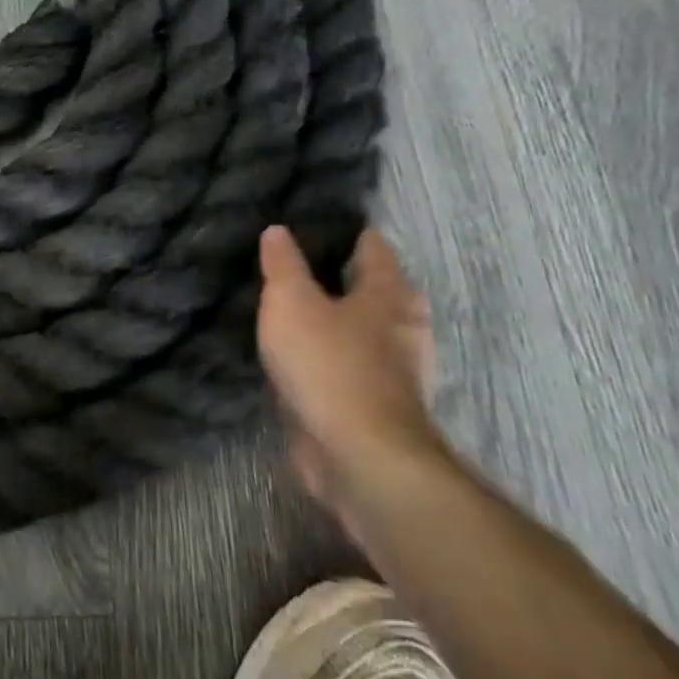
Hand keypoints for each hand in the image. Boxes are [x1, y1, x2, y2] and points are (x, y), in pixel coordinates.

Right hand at [255, 224, 448, 536]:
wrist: (359, 456)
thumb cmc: (328, 364)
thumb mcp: (291, 302)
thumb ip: (283, 265)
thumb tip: (278, 230)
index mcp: (387, 296)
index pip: (375, 250)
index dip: (353, 234)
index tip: (324, 223)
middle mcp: (400, 330)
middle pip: (380, 292)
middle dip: (351, 278)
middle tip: (308, 265)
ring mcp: (393, 373)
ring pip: (367, 333)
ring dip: (342, 322)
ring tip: (301, 310)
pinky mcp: (375, 408)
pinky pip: (352, 369)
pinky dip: (333, 359)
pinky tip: (305, 359)